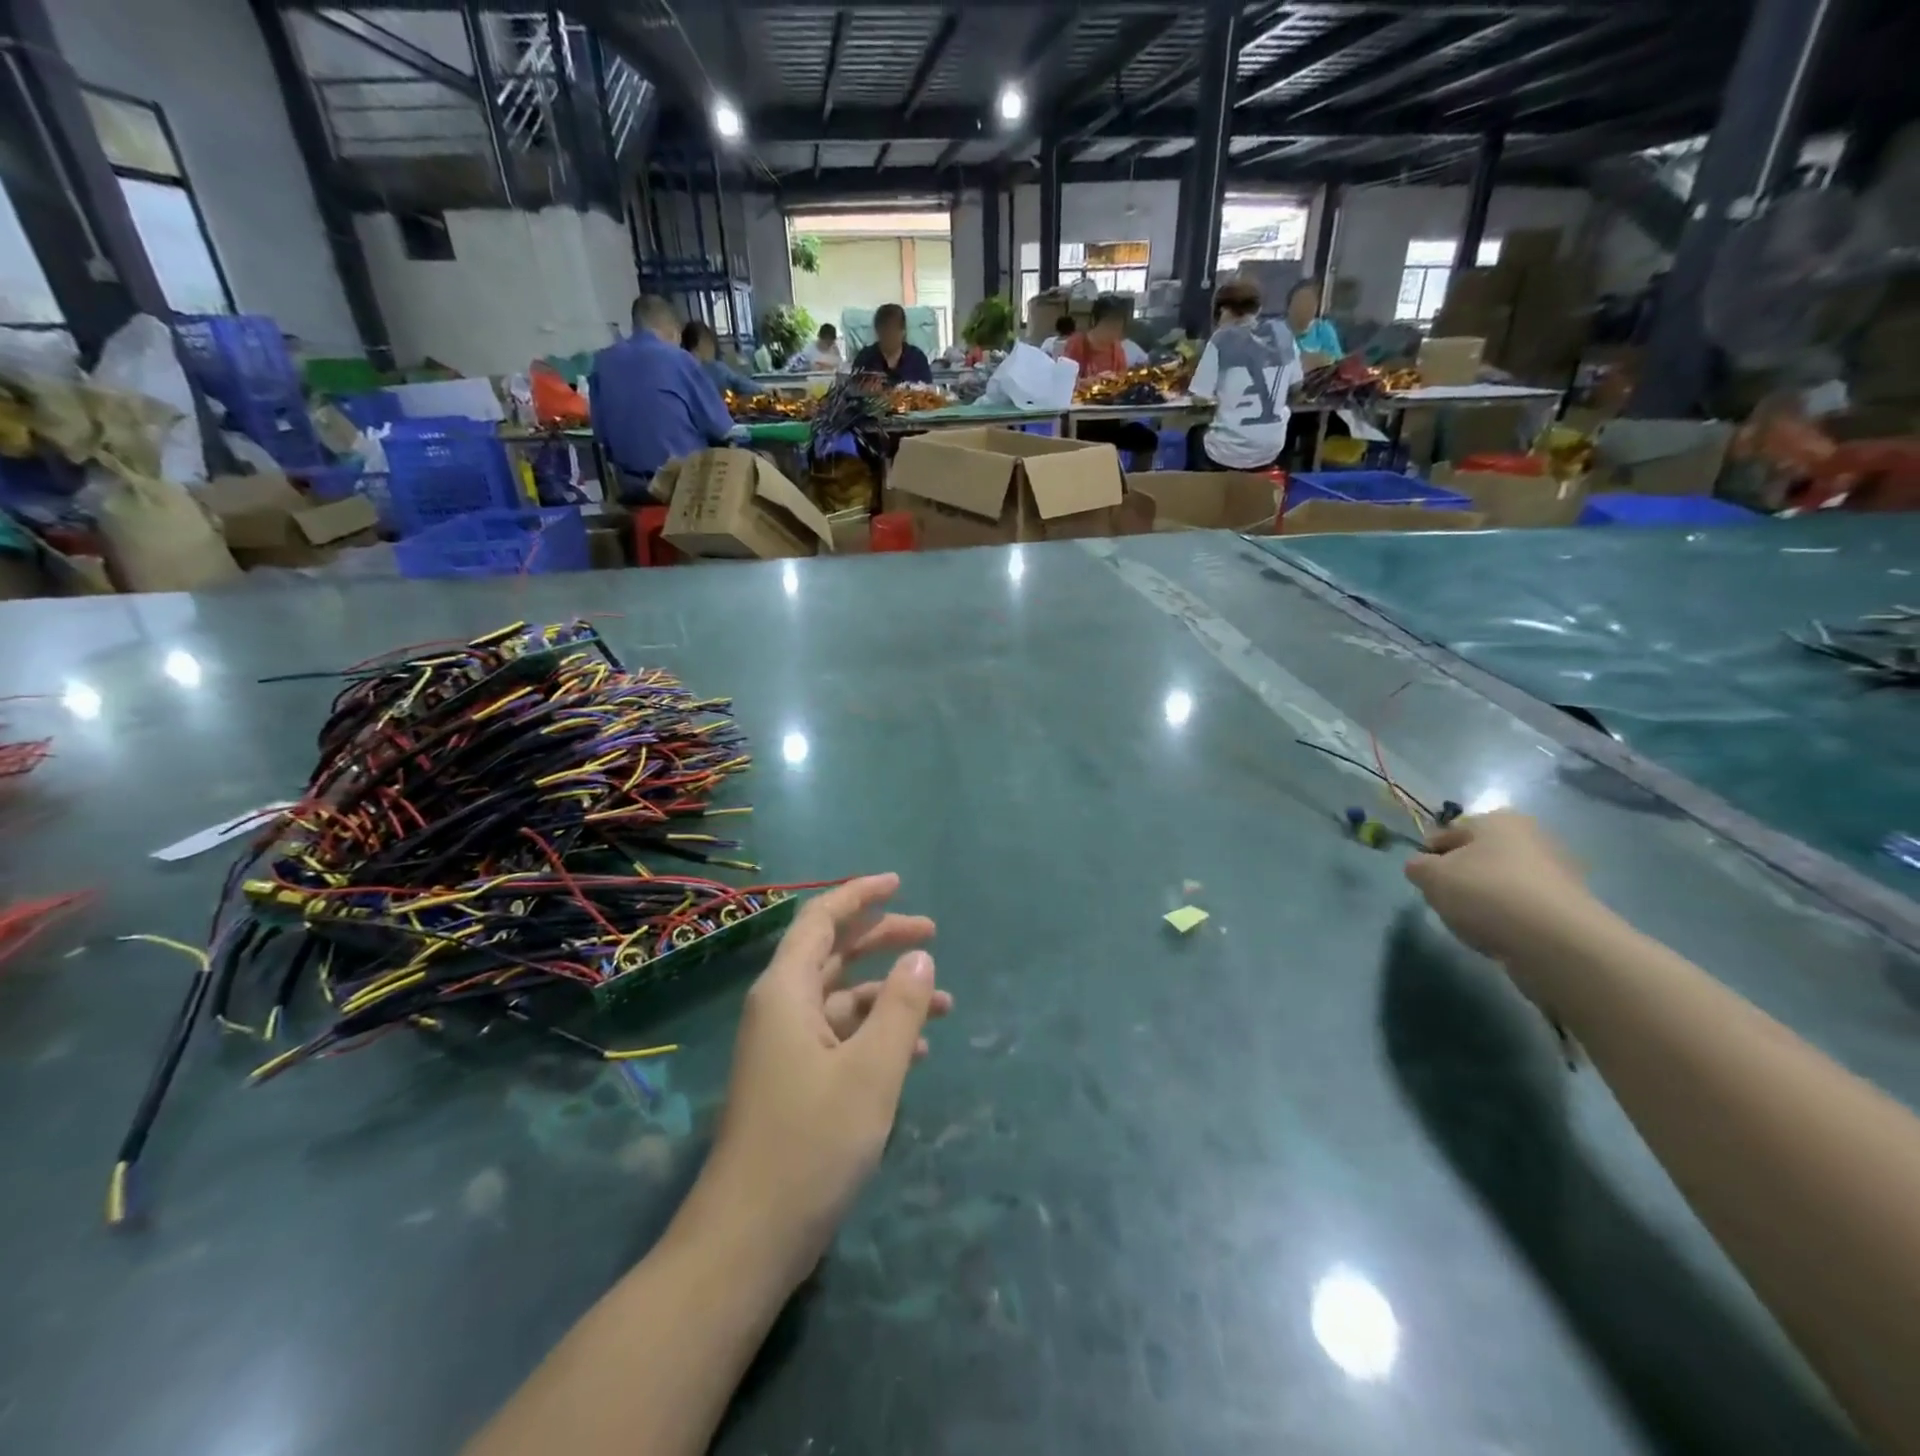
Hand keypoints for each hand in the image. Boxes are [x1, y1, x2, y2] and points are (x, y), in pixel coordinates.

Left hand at [688, 874, 948, 1288]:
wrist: (747, 1240)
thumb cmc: (810, 1144)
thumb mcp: (871, 1071)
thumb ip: (900, 1008)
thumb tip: (920, 957)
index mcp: (786, 992)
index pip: (821, 920)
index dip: (859, 895)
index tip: (898, 883)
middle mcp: (780, 1009)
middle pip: (834, 954)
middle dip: (882, 940)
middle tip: (932, 934)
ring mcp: (784, 1048)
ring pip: (842, 999)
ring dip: (889, 994)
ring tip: (944, 1002)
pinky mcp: (794, 1082)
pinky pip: (840, 1037)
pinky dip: (876, 1034)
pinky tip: (916, 1053)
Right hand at [1404, 812, 1604, 981]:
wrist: (1557, 942)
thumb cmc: (1485, 893)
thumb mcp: (1430, 876)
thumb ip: (1417, 866)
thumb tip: (1422, 867)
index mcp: (1498, 820)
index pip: (1447, 834)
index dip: (1429, 857)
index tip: (1424, 881)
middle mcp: (1532, 837)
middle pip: (1477, 858)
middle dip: (1459, 878)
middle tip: (1447, 902)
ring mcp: (1557, 872)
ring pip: (1500, 883)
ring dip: (1484, 899)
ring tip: (1475, 923)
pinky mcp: (1570, 905)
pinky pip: (1524, 907)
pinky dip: (1509, 917)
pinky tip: (1501, 934)